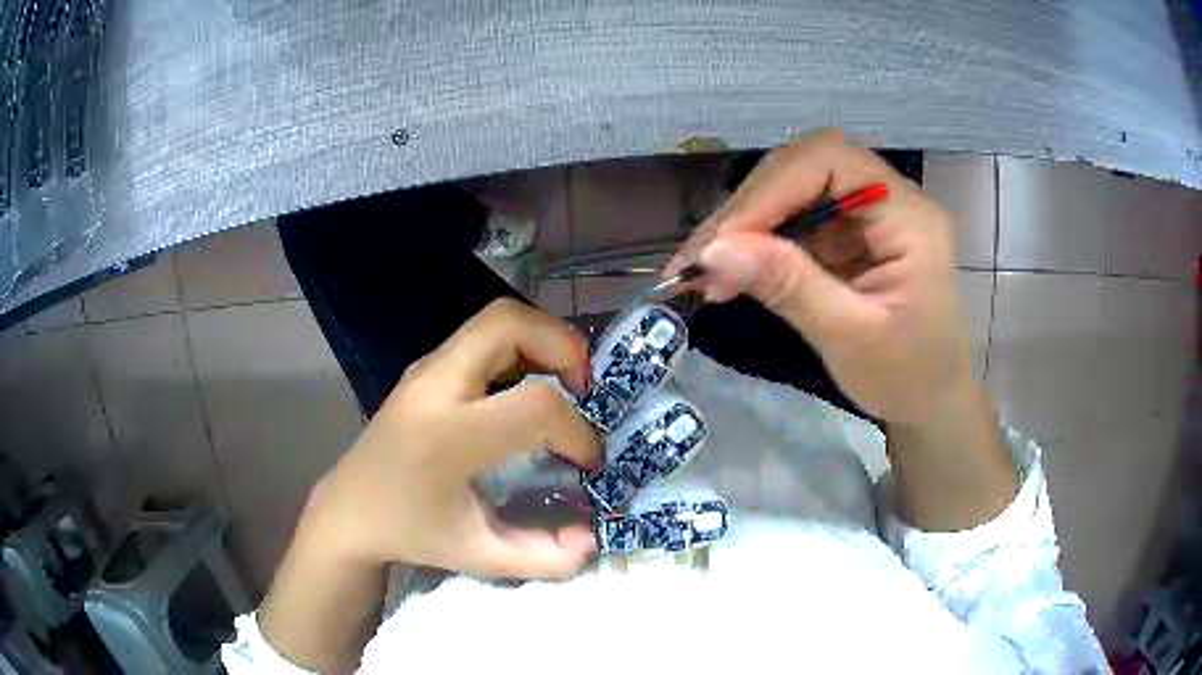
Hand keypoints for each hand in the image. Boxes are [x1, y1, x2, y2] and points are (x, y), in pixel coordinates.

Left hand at [308, 298, 601, 578]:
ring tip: (565, 383)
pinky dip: (521, 346)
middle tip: (586, 388)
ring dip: (543, 339)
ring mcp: (425, 369)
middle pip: (508, 323)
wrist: (350, 510)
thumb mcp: (478, 556)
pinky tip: (528, 386)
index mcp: (447, 436)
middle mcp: (434, 386)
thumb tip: (594, 540)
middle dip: (562, 345)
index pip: (534, 406)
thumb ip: (542, 556)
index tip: (588, 463)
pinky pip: (482, 335)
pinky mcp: (425, 367)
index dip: (577, 432)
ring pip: (496, 318)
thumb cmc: (411, 533)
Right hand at [666, 129, 971, 424]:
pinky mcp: (848, 234)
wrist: (931, 402)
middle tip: (700, 259)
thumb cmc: (908, 377)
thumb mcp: (851, 337)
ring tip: (704, 270)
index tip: (723, 242)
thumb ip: (790, 287)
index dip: (772, 189)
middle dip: (749, 208)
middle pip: (806, 168)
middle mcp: (889, 199)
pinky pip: (794, 220)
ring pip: (792, 191)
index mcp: (909, 217)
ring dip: (745, 226)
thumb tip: (715, 252)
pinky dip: (757, 243)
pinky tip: (731, 271)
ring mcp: (867, 214)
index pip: (831, 162)